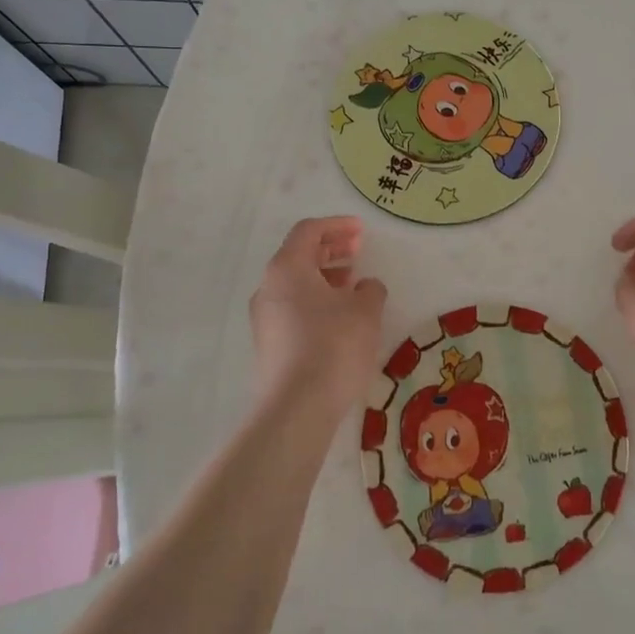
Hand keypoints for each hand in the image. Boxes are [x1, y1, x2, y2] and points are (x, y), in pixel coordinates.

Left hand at [249, 216, 386, 415]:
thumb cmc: (333, 345)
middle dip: (330, 249)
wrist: (297, 407)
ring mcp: (264, 318)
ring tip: (353, 284)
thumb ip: (370, 289)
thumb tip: (364, 287)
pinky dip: (316, 299)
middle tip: (358, 251)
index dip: (337, 226)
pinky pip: (293, 307)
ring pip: (295, 283)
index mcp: (287, 268)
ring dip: (324, 276)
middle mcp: (269, 287)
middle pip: (298, 255)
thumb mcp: (365, 310)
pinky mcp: (269, 343)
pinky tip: (339, 316)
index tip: (361, 230)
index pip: (308, 231)